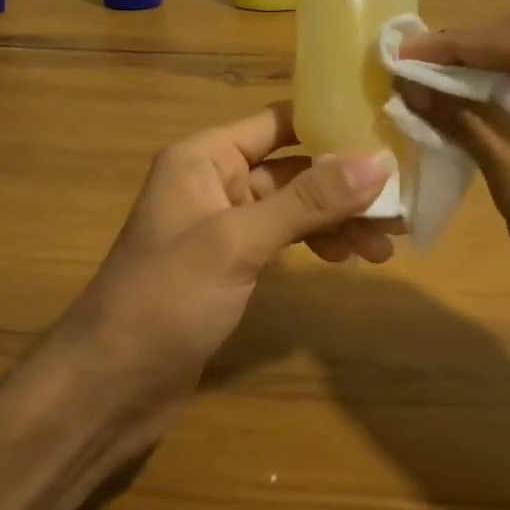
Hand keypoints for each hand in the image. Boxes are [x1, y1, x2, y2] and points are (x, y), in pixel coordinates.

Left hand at [57, 102, 397, 414]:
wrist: (108, 388)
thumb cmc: (165, 300)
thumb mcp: (238, 242)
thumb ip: (307, 201)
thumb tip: (379, 160)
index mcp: (204, 156)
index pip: (279, 121)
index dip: (332, 123)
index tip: (388, 133)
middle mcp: (214, 180)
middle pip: (293, 167)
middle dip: (345, 184)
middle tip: (400, 204)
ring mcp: (223, 224)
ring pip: (293, 206)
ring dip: (337, 219)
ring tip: (385, 244)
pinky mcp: (231, 264)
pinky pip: (284, 238)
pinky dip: (316, 243)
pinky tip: (347, 259)